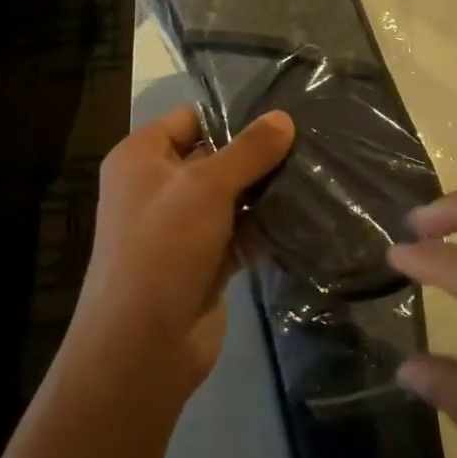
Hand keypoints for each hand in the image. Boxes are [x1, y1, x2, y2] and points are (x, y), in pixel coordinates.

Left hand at [74, 105, 293, 393]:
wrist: (142, 346)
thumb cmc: (163, 247)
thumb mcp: (207, 186)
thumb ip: (249, 150)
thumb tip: (284, 117)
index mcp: (141, 158)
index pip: (191, 118)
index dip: (232, 114)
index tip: (282, 111)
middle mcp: (157, 187)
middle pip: (214, 156)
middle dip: (257, 152)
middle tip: (309, 138)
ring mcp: (181, 226)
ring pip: (230, 195)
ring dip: (265, 189)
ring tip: (315, 168)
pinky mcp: (203, 260)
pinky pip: (239, 231)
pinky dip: (265, 224)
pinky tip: (306, 210)